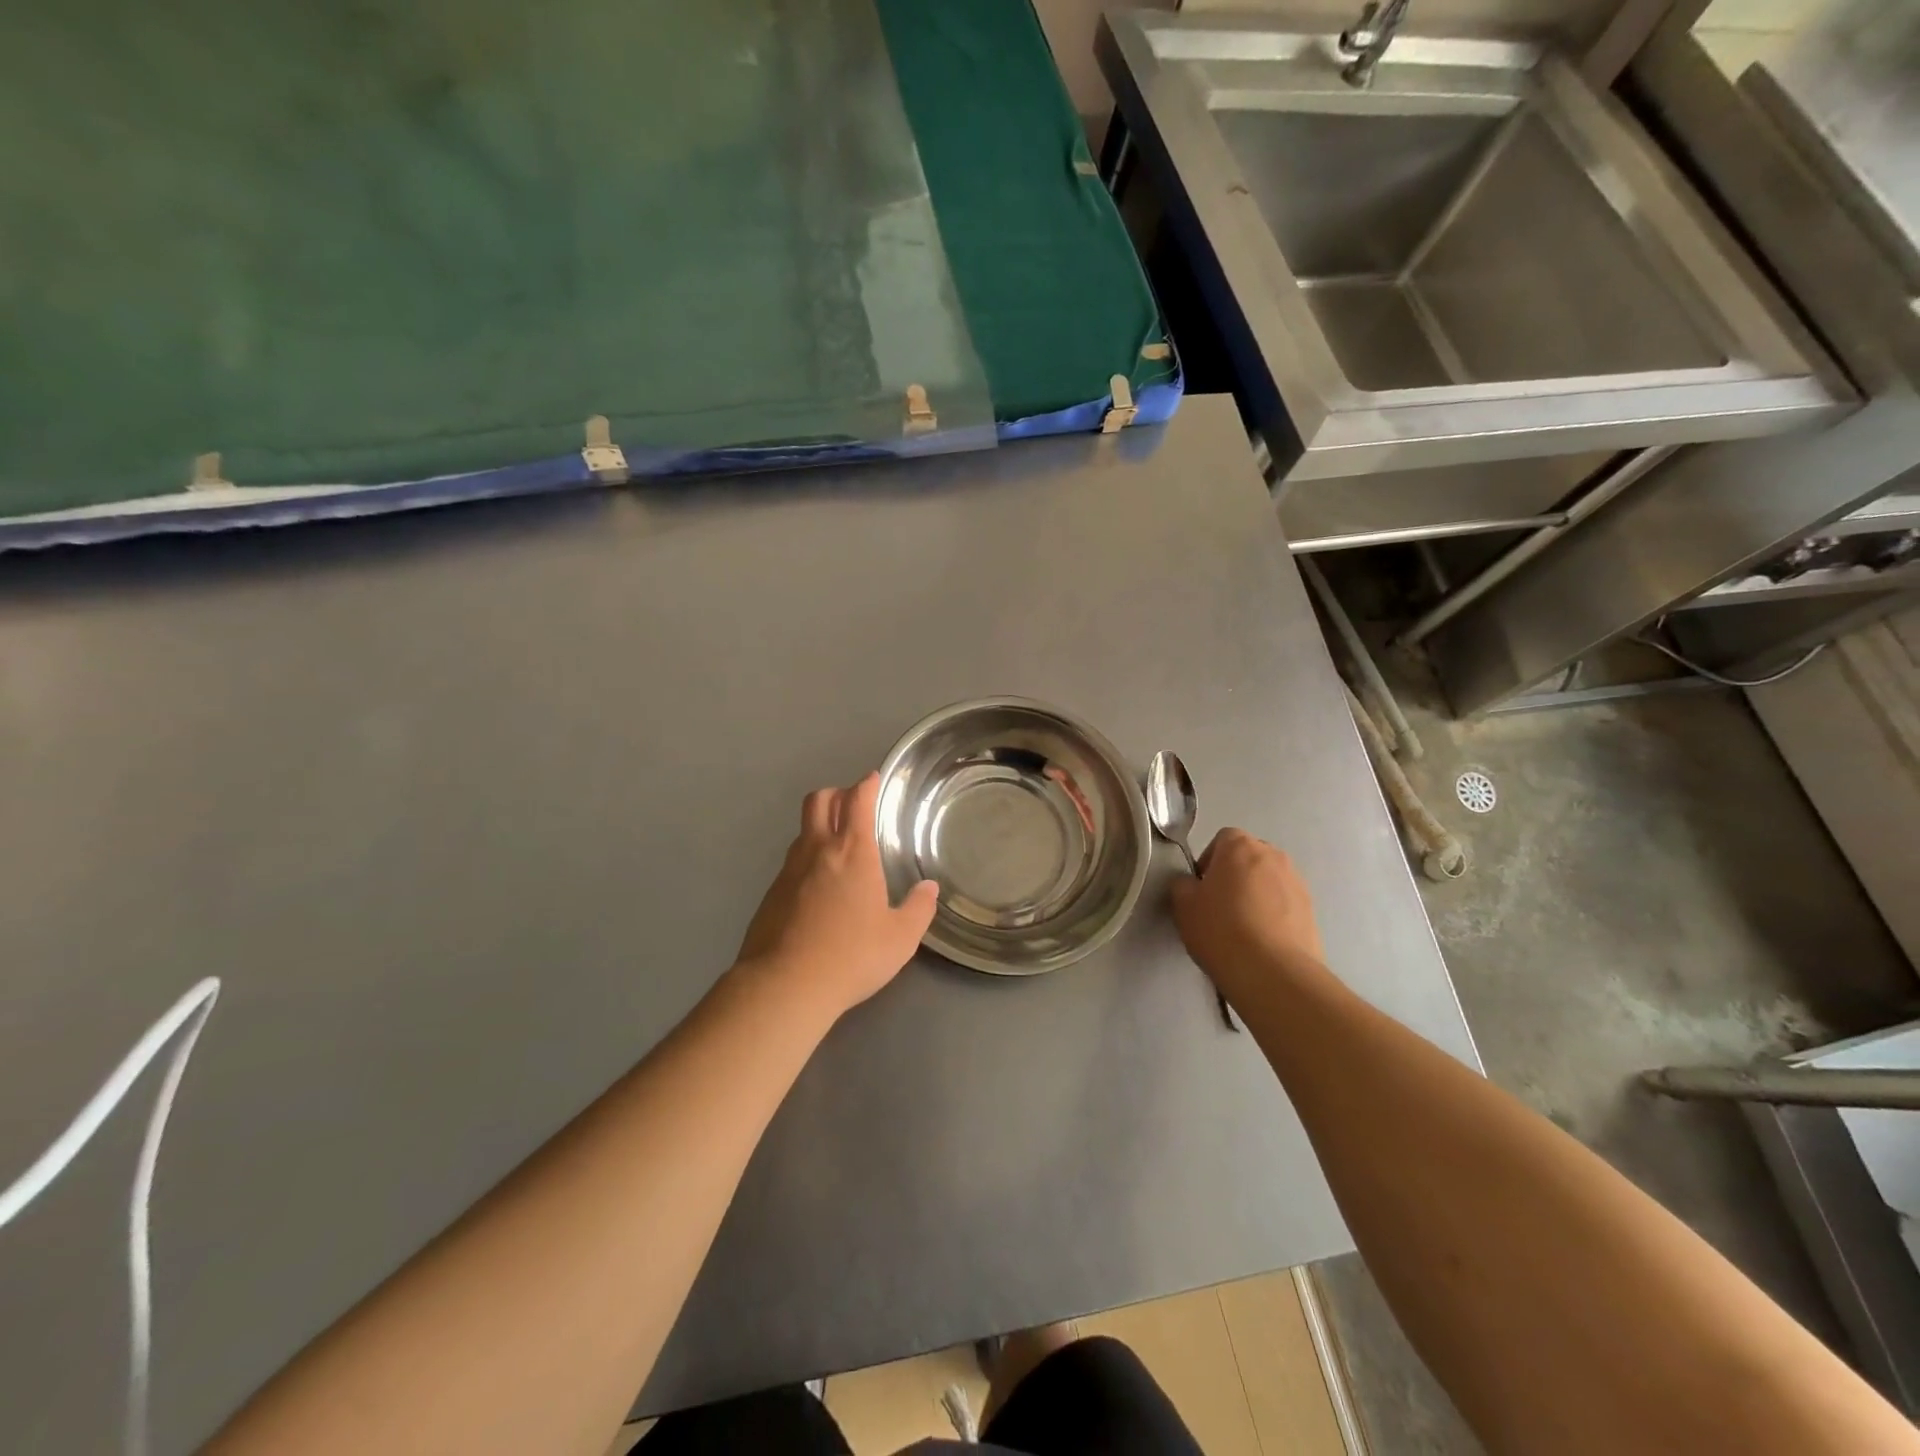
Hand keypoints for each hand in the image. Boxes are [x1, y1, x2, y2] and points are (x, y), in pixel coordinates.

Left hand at [736, 772, 939, 1020]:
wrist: (784, 985)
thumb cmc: (852, 956)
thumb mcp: (900, 938)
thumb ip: (918, 909)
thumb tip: (929, 889)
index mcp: (853, 852)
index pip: (858, 800)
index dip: (866, 784)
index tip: (873, 779)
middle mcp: (818, 851)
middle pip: (819, 800)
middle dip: (837, 793)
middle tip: (853, 805)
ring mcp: (789, 870)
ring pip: (803, 831)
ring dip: (820, 827)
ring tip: (838, 850)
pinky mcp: (770, 893)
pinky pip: (791, 863)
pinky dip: (807, 861)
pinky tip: (818, 890)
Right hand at [1170, 829, 1324, 1002]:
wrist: (1273, 972)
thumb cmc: (1221, 930)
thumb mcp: (1183, 906)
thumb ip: (1184, 885)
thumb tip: (1192, 885)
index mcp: (1240, 847)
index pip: (1223, 839)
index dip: (1209, 861)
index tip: (1202, 887)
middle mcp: (1273, 856)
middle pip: (1249, 858)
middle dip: (1235, 875)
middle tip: (1220, 905)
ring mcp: (1297, 883)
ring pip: (1269, 881)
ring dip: (1256, 894)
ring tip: (1243, 927)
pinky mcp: (1312, 911)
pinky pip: (1285, 904)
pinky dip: (1273, 914)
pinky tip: (1261, 941)